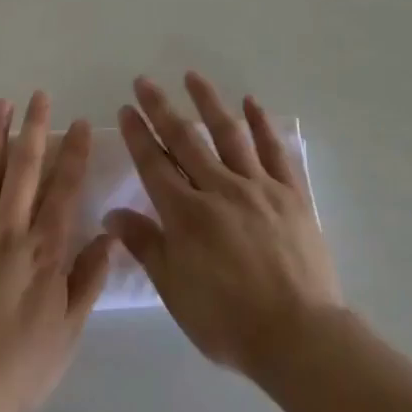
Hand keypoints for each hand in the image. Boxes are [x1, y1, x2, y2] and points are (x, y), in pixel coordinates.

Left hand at [0, 93, 112, 411]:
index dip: (74, 153)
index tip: (79, 123)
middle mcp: (8, 230)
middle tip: (39, 96)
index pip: (65, 188)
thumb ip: (88, 279)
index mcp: (44, 250)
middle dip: (35, 127)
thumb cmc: (16, 371)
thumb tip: (110, 235)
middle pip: (25, 167)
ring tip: (1, 103)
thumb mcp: (67, 333)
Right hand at [105, 72, 341, 380]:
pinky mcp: (290, 192)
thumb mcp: (175, 291)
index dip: (138, 134)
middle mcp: (219, 188)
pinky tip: (251, 102)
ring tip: (192, 76)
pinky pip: (274, 149)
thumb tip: (112, 214)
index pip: (154, 164)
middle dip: (161, 108)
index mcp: (187, 215)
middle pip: (185, 139)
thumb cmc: (228, 322)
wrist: (298, 335)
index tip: (126, 108)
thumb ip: (145, 246)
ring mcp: (257, 186)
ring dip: (208, 101)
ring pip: (228, 133)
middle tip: (145, 81)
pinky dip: (262, 123)